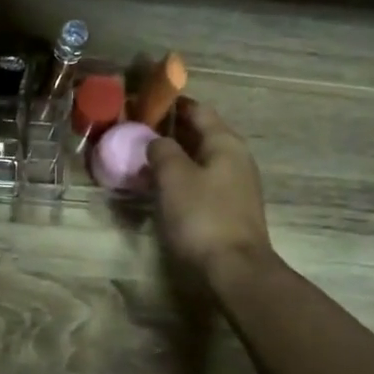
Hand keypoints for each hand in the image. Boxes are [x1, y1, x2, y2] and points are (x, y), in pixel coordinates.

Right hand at [147, 98, 274, 279]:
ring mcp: (235, 184)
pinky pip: (202, 180)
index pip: (198, 110)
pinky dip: (182, 176)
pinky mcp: (229, 208)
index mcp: (225, 143)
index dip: (171, 104)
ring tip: (144, 159)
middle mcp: (235, 158)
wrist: (234, 269)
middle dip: (170, 131)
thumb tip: (156, 140)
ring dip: (174, 156)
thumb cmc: (202, 216)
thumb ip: (162, 151)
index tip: (144, 104)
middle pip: (200, 133)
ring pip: (200, 158)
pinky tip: (161, 186)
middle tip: (137, 132)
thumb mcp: (174, 177)